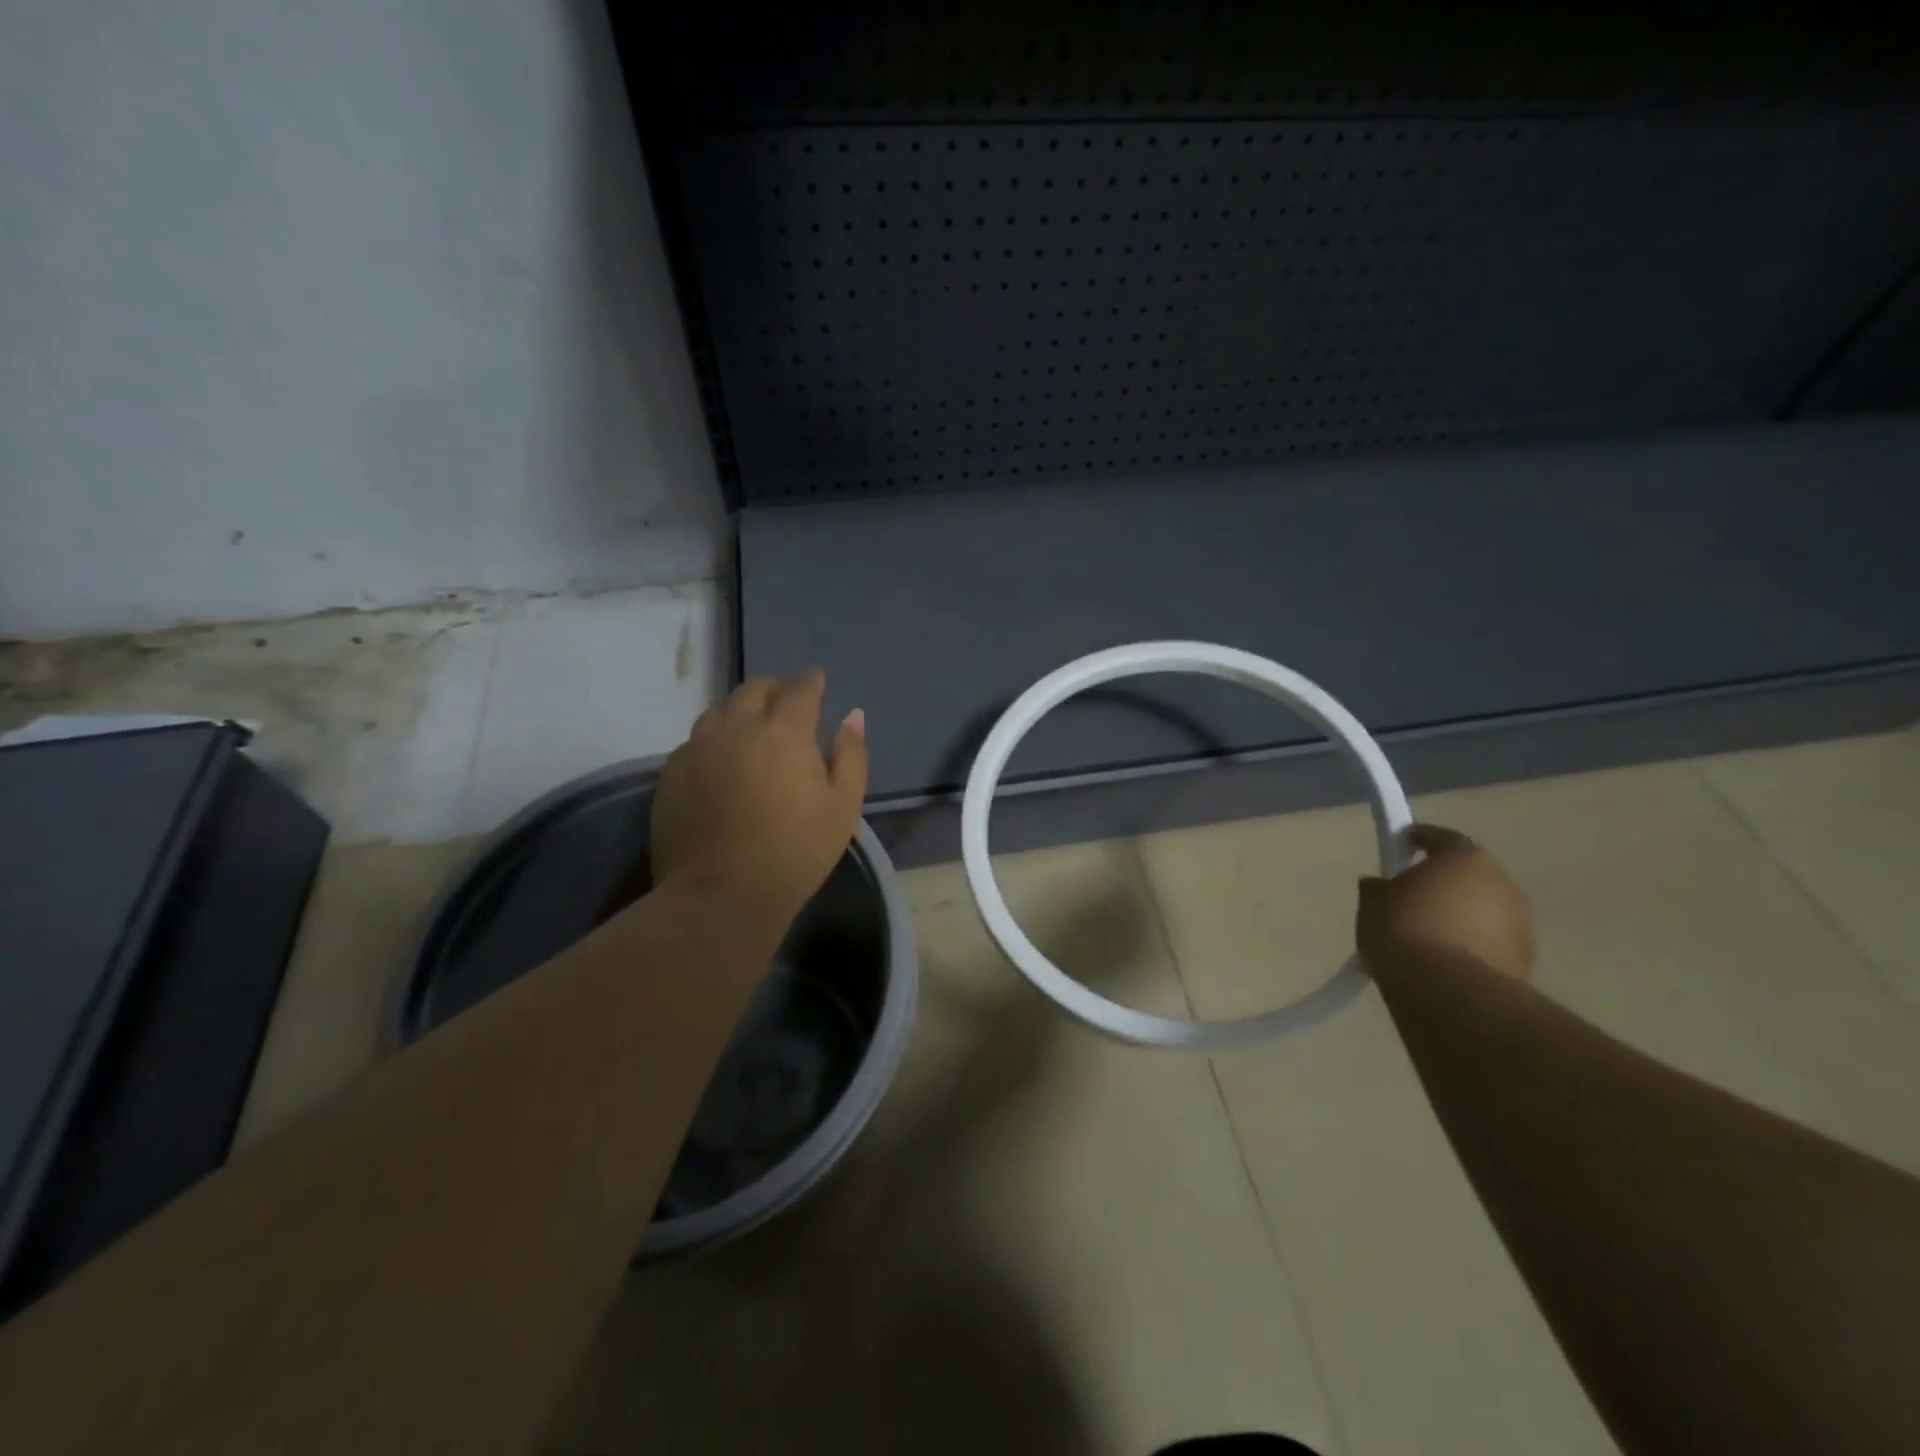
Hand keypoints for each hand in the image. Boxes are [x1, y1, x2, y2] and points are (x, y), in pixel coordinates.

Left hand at [651, 668, 868, 930]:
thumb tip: (852, 716)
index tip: (817, 680)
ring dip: (741, 711)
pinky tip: (721, 762)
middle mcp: (736, 727)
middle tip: (786, 703)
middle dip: (774, 689)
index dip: (811, 681)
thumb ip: (851, 755)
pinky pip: (696, 741)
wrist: (721, 895)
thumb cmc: (795, 852)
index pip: (800, 688)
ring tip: (752, 729)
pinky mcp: (670, 774)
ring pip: (720, 711)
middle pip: (754, 690)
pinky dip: (715, 740)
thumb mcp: (843, 806)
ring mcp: (697, 748)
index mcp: (784, 731)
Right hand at [1357, 824, 1534, 980]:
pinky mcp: (1524, 961)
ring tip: (1425, 936)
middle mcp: (1502, 884)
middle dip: (1441, 883)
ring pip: (1481, 911)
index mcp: (1466, 859)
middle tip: (1410, 897)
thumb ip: (1379, 887)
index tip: (1399, 847)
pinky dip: (1469, 946)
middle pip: (1467, 875)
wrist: (1448, 993)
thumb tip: (1381, 886)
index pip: (1441, 837)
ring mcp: (1520, 925)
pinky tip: (1442, 962)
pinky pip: (1488, 943)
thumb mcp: (1372, 901)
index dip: (1418, 839)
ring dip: (1458, 917)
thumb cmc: (1405, 930)